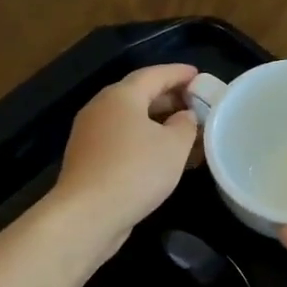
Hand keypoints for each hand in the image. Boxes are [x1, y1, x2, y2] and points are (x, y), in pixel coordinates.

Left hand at [52, 64, 199, 254]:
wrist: (88, 213)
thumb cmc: (136, 171)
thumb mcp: (174, 146)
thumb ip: (186, 125)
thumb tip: (185, 116)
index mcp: (121, 96)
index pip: (154, 74)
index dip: (179, 73)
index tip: (199, 75)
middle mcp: (101, 108)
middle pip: (139, 95)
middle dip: (169, 98)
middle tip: (195, 104)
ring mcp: (90, 134)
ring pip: (130, 119)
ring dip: (157, 122)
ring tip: (184, 132)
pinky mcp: (88, 159)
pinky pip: (122, 139)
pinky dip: (143, 140)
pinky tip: (161, 156)